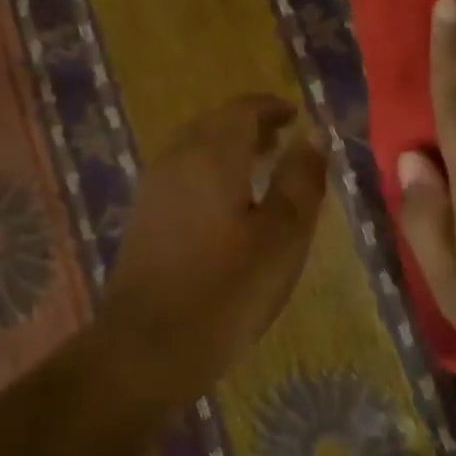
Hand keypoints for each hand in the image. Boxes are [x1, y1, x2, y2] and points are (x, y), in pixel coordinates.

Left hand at [100, 94, 327, 399]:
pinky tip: (226, 204)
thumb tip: (312, 136)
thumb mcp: (282, 237)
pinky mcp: (143, 217)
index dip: (272, 107)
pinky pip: (181, 174)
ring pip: (194, 148)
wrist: (145, 348)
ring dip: (227, 148)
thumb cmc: (226, 291)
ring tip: (260, 168)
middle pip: (214, 124)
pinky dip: (209, 171)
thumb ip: (300, 180)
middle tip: (282, 141)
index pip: (242, 110)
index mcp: (212, 156)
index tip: (297, 116)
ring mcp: (153, 189)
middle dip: (249, 125)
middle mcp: (176, 160)